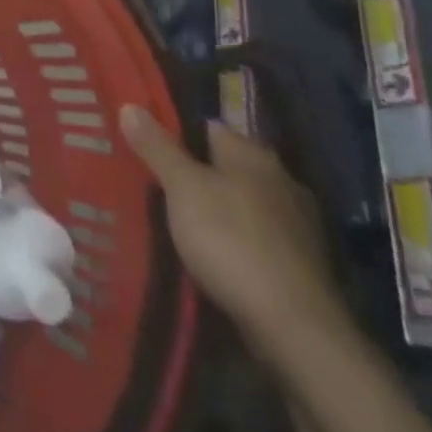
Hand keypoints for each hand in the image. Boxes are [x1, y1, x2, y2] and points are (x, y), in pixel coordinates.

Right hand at [119, 105, 349, 354]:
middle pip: (227, 166)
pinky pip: (256, 235)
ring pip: (242, 202)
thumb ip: (157, 147)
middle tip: (155, 184)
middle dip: (196, 172)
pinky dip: (235, 238)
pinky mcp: (300, 262)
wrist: (293, 325)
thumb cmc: (231, 241)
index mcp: (253, 155)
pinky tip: (214, 252)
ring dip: (217, 207)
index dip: (177, 134)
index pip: (209, 128)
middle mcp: (281, 180)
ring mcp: (296, 223)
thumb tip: (130, 105)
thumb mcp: (182, 188)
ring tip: (177, 219)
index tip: (147, 148)